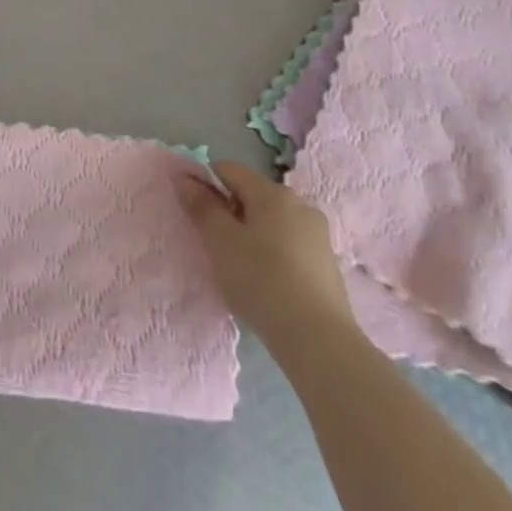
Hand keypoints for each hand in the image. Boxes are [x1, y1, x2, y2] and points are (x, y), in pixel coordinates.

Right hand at [177, 160, 354, 351]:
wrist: (318, 340)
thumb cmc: (261, 280)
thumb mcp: (220, 240)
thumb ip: (201, 205)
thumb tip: (185, 177)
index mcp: (273, 193)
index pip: (229, 170)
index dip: (204, 182)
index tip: (192, 210)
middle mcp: (300, 204)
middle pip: (252, 195)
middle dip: (229, 210)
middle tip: (213, 242)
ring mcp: (318, 235)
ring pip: (271, 221)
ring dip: (250, 233)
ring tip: (238, 265)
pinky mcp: (327, 265)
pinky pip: (288, 245)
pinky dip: (271, 253)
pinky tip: (264, 281)